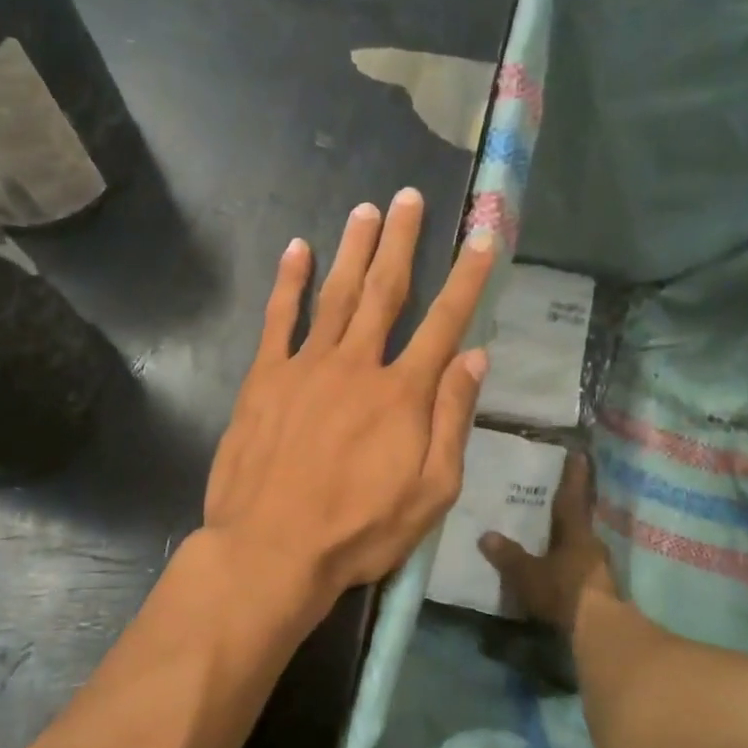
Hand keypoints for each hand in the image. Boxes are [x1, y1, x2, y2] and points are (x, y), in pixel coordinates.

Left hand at [203, 188, 495, 617]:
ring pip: (336, 295)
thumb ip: (453, 419)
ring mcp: (306, 367)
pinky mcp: (264, 379)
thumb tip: (475, 356)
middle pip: (385, 292)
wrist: (271, 549)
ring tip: (366, 210)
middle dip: (402, 242)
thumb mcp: (431, 492)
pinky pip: (279, 319)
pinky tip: (297, 249)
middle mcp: (357, 365)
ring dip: (353, 250)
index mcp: (403, 394)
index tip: (483, 236)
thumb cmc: (359, 530)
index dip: (467, 279)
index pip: (445, 323)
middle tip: (409, 198)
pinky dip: (289, 282)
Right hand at [478, 452, 619, 636]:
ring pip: (581, 545)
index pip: (572, 497)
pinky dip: (569, 562)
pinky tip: (558, 567)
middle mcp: (592, 544)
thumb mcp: (528, 574)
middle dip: (569, 509)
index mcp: (576, 532)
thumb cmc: (564, 591)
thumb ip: (508, 556)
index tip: (578, 454)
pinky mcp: (600, 590)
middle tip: (555, 497)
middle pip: (579, 521)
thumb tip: (486, 535)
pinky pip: (581, 567)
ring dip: (569, 539)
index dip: (572, 476)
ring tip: (552, 534)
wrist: (600, 631)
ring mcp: (599, 568)